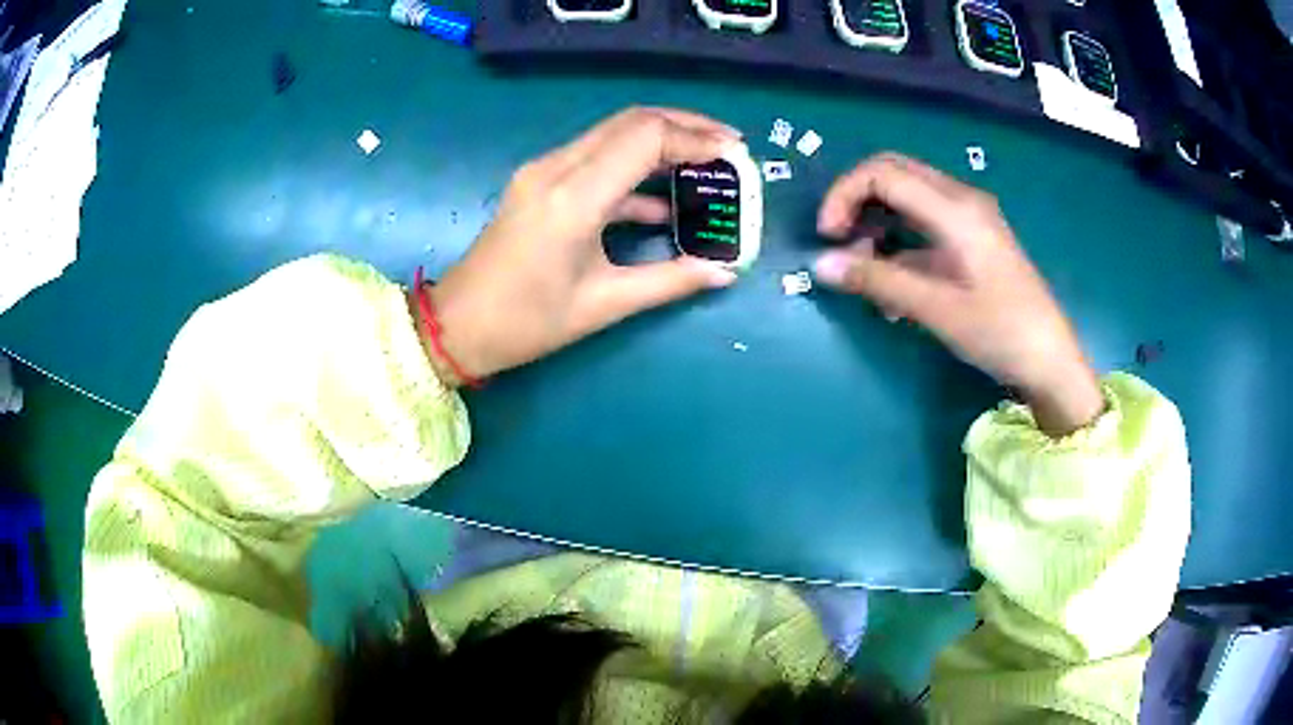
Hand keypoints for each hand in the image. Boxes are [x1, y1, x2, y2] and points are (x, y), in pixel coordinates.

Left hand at [418, 107, 741, 385]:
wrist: (457, 326)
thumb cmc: (525, 322)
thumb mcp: (604, 304)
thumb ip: (670, 281)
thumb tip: (724, 272)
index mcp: (574, 197)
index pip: (644, 137)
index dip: (694, 137)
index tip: (734, 152)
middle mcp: (556, 168)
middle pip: (631, 121)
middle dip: (685, 126)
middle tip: (728, 146)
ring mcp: (543, 170)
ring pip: (613, 133)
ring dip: (661, 140)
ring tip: (705, 163)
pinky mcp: (539, 181)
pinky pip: (595, 158)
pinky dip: (633, 168)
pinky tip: (664, 201)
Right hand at [812, 154, 1103, 435]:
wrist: (1050, 360)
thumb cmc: (1000, 332)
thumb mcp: (936, 309)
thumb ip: (878, 281)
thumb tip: (820, 265)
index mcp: (954, 208)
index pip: (882, 173)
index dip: (844, 196)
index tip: (827, 237)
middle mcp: (961, 200)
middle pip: (893, 173)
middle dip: (856, 201)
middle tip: (837, 242)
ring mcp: (970, 218)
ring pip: (907, 198)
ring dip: (877, 223)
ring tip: (864, 271)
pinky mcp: (973, 239)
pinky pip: (925, 224)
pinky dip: (899, 243)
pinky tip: (893, 288)